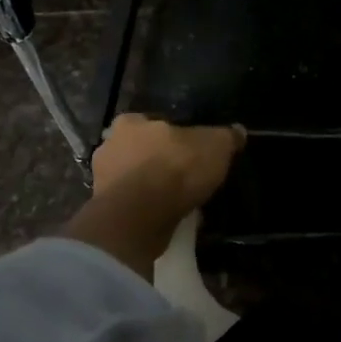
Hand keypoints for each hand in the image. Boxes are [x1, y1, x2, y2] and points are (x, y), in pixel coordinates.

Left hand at [91, 114, 244, 214]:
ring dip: (152, 189)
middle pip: (141, 152)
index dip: (172, 137)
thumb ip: (226, 137)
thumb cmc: (175, 169)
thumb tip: (238, 131)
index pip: (153, 124)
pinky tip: (169, 219)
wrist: (139, 217)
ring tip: (180, 202)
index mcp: (130, 122)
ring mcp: (102, 181)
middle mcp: (109, 146)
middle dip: (160, 162)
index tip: (190, 151)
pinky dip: (148, 211)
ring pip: (134, 180)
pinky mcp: (104, 212)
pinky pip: (132, 206)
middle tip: (185, 177)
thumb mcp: (215, 146)